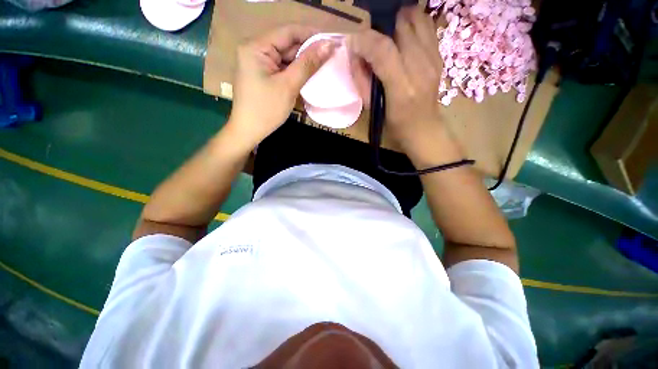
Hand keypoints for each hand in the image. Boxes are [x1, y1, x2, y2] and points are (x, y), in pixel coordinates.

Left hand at [227, 25, 335, 150]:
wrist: (249, 130)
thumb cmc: (267, 110)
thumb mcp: (289, 86)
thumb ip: (308, 64)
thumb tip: (329, 45)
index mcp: (256, 46)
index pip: (288, 31)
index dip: (311, 35)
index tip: (332, 42)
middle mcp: (255, 48)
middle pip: (287, 43)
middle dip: (308, 50)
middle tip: (330, 57)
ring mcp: (257, 61)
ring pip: (285, 56)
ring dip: (303, 61)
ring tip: (323, 66)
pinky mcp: (261, 73)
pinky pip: (282, 66)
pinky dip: (294, 70)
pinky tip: (307, 75)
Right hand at [348, 7, 450, 153]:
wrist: (423, 127)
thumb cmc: (394, 123)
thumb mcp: (373, 107)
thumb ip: (362, 80)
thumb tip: (356, 54)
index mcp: (401, 89)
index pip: (383, 51)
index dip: (365, 40)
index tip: (353, 42)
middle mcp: (421, 69)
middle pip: (400, 27)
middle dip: (380, 30)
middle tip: (372, 44)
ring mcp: (433, 60)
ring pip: (417, 19)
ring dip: (398, 22)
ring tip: (388, 35)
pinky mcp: (439, 56)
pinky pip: (427, 26)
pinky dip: (413, 24)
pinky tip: (404, 37)